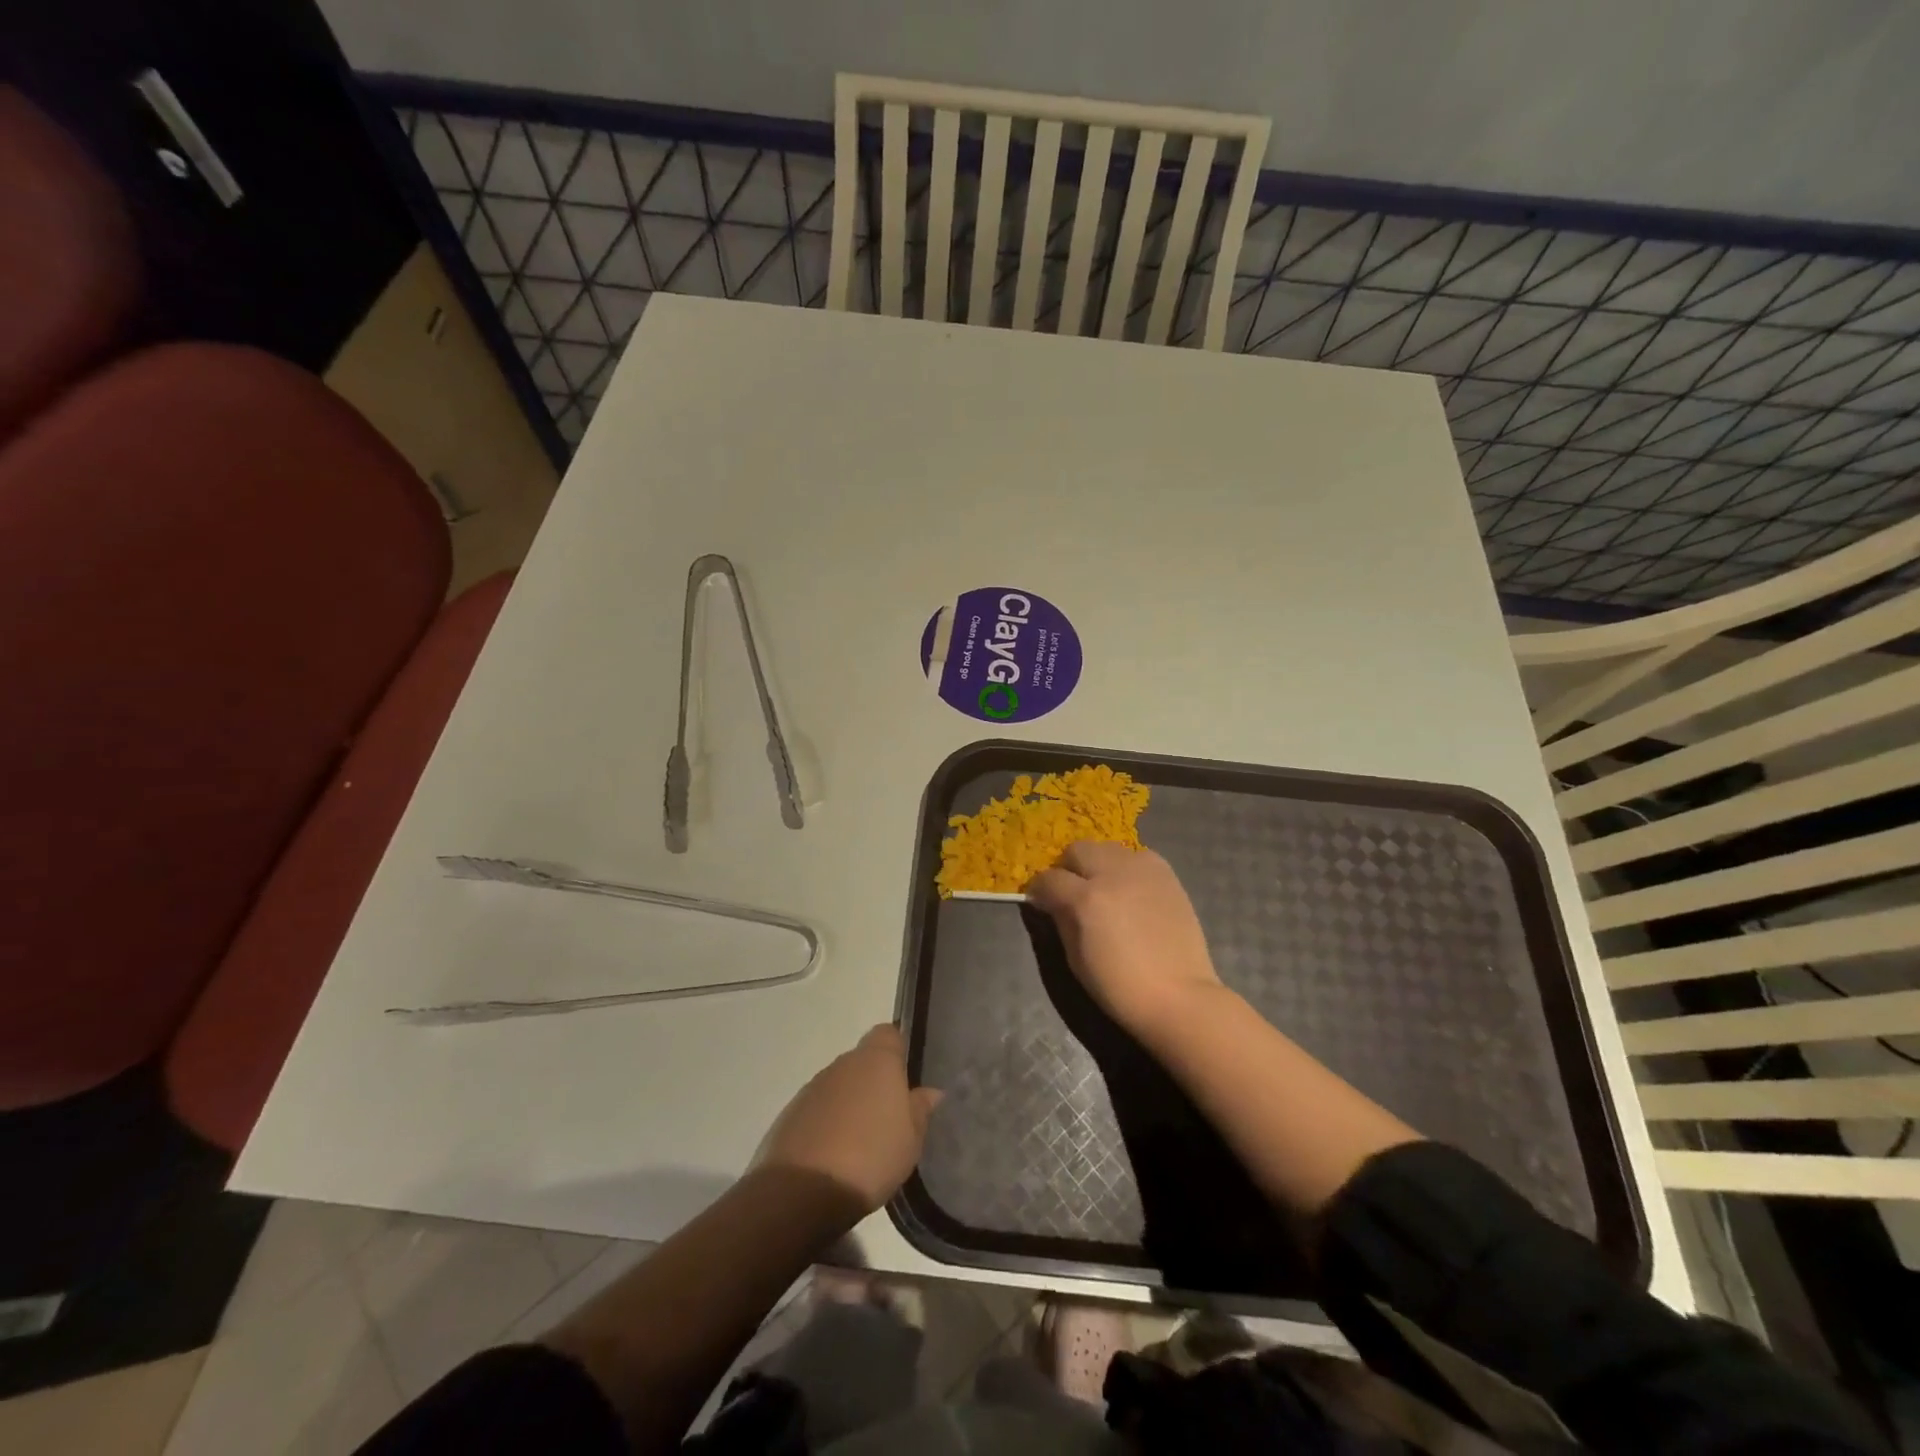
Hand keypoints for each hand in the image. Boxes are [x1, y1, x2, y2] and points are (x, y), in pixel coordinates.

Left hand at [758, 1024, 941, 1212]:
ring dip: (848, 1105)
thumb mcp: (911, 1139)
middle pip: (862, 1062)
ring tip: (859, 1143)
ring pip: (838, 1087)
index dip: (897, 1050)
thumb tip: (930, 1091)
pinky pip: (817, 1111)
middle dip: (873, 1084)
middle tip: (887, 1119)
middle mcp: (842, 1064)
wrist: (803, 1191)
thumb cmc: (871, 1156)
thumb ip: (920, 1109)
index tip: (905, 1077)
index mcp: (875, 1060)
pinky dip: (826, 1125)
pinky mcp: (790, 1115)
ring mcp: (812, 1088)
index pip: (888, 1034)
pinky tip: (833, 1156)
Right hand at [1027, 841, 1224, 1030]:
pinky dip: (1127, 868)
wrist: (1178, 996)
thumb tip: (1051, 902)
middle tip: (1072, 891)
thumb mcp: (1075, 958)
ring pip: (1108, 848)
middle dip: (1068, 868)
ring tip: (1105, 889)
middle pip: (1077, 850)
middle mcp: (1112, 874)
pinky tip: (1131, 891)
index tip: (1041, 901)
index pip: (1049, 878)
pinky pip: (1137, 856)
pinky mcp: (1166, 873)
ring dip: (1099, 864)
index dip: (1040, 890)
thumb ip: (1061, 919)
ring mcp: (1142, 870)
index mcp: (1085, 899)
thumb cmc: (1119, 987)